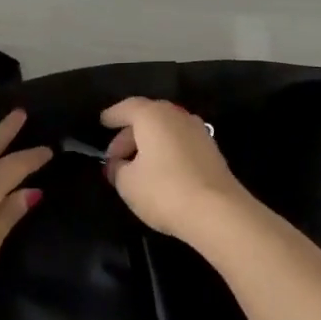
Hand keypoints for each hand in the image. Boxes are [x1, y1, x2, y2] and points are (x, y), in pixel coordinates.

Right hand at [101, 96, 250, 241]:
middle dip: (129, 136)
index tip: (103, 123)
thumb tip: (119, 164)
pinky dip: (166, 152)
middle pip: (148, 118)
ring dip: (149, 145)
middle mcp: (177, 116)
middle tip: (116, 158)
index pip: (127, 108)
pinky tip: (160, 173)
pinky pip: (180, 143)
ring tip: (136, 168)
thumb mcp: (127, 183)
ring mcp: (198, 131)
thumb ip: (118, 169)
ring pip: (166, 131)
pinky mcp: (212, 150)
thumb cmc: (164, 190)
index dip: (112, 116)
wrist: (218, 211)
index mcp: (153, 115)